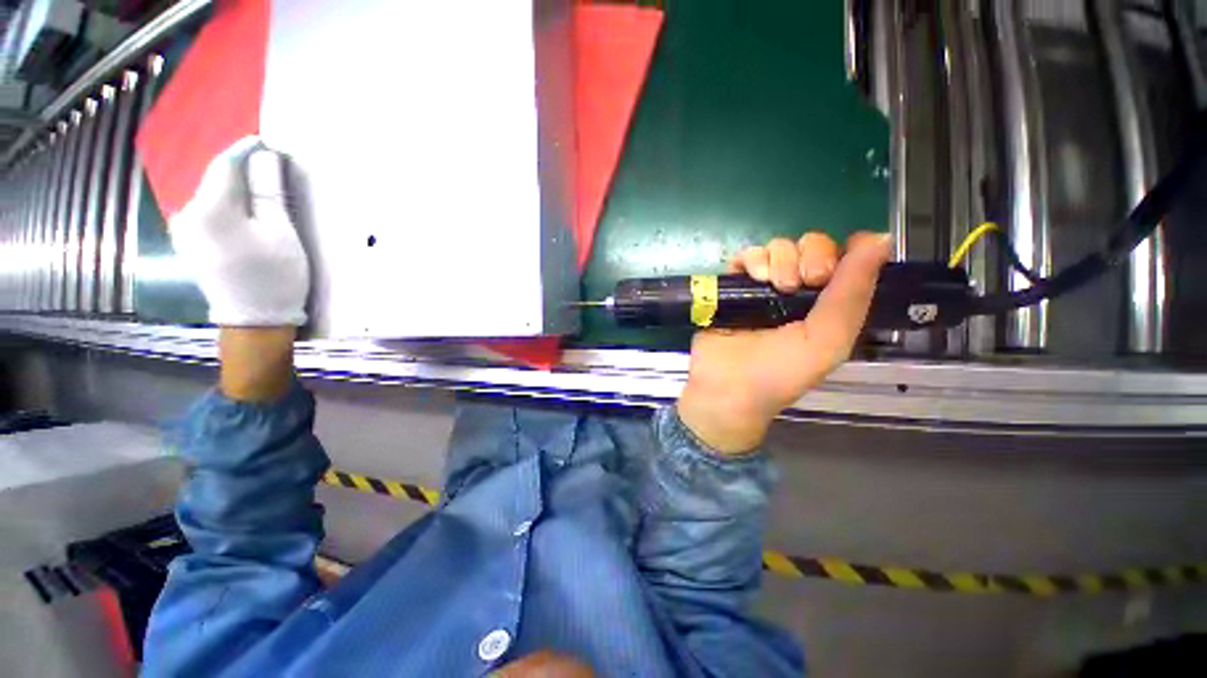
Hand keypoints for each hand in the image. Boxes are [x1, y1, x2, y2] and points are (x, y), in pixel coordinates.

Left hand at [169, 136, 308, 326]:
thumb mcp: (281, 233)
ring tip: (258, 190)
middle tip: (268, 167)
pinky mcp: (187, 242)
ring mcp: (183, 229)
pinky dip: (226, 205)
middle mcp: (187, 214)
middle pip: (215, 180)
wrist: (254, 321)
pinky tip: (242, 212)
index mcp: (210, 210)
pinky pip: (206, 211)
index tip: (265, 141)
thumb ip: (269, 192)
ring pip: (210, 196)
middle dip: (241, 170)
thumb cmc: (275, 277)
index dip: (245, 150)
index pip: (225, 165)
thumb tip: (265, 157)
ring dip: (234, 188)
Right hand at [677, 232, 890, 453]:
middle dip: (812, 256)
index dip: (847, 252)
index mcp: (827, 305)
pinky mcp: (733, 286)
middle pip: (812, 245)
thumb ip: (854, 292)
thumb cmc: (780, 371)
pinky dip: (752, 259)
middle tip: (802, 283)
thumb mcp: (828, 340)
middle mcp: (798, 291)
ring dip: (780, 259)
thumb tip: (881, 238)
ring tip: (774, 286)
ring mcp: (763, 287)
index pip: (845, 260)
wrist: (726, 386)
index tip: (838, 266)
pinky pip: (746, 255)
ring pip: (779, 247)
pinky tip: (753, 277)